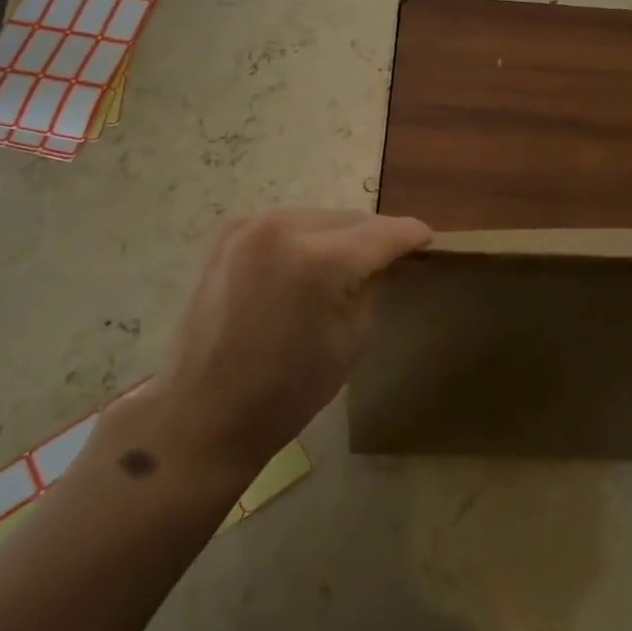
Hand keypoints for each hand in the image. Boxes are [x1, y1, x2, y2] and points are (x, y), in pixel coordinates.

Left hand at [133, 210, 430, 473]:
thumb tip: (380, 259)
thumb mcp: (352, 338)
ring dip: (338, 236)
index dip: (411, 235)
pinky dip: (303, 239)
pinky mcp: (227, 233)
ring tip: (346, 263)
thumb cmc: (288, 390)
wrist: (204, 412)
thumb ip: (372, 284)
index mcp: (320, 259)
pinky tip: (305, 266)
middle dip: (373, 236)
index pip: (383, 233)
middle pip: (350, 219)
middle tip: (391, 257)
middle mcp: (283, 227)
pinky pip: (284, 225)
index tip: (428, 240)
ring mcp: (250, 225)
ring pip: (317, 218)